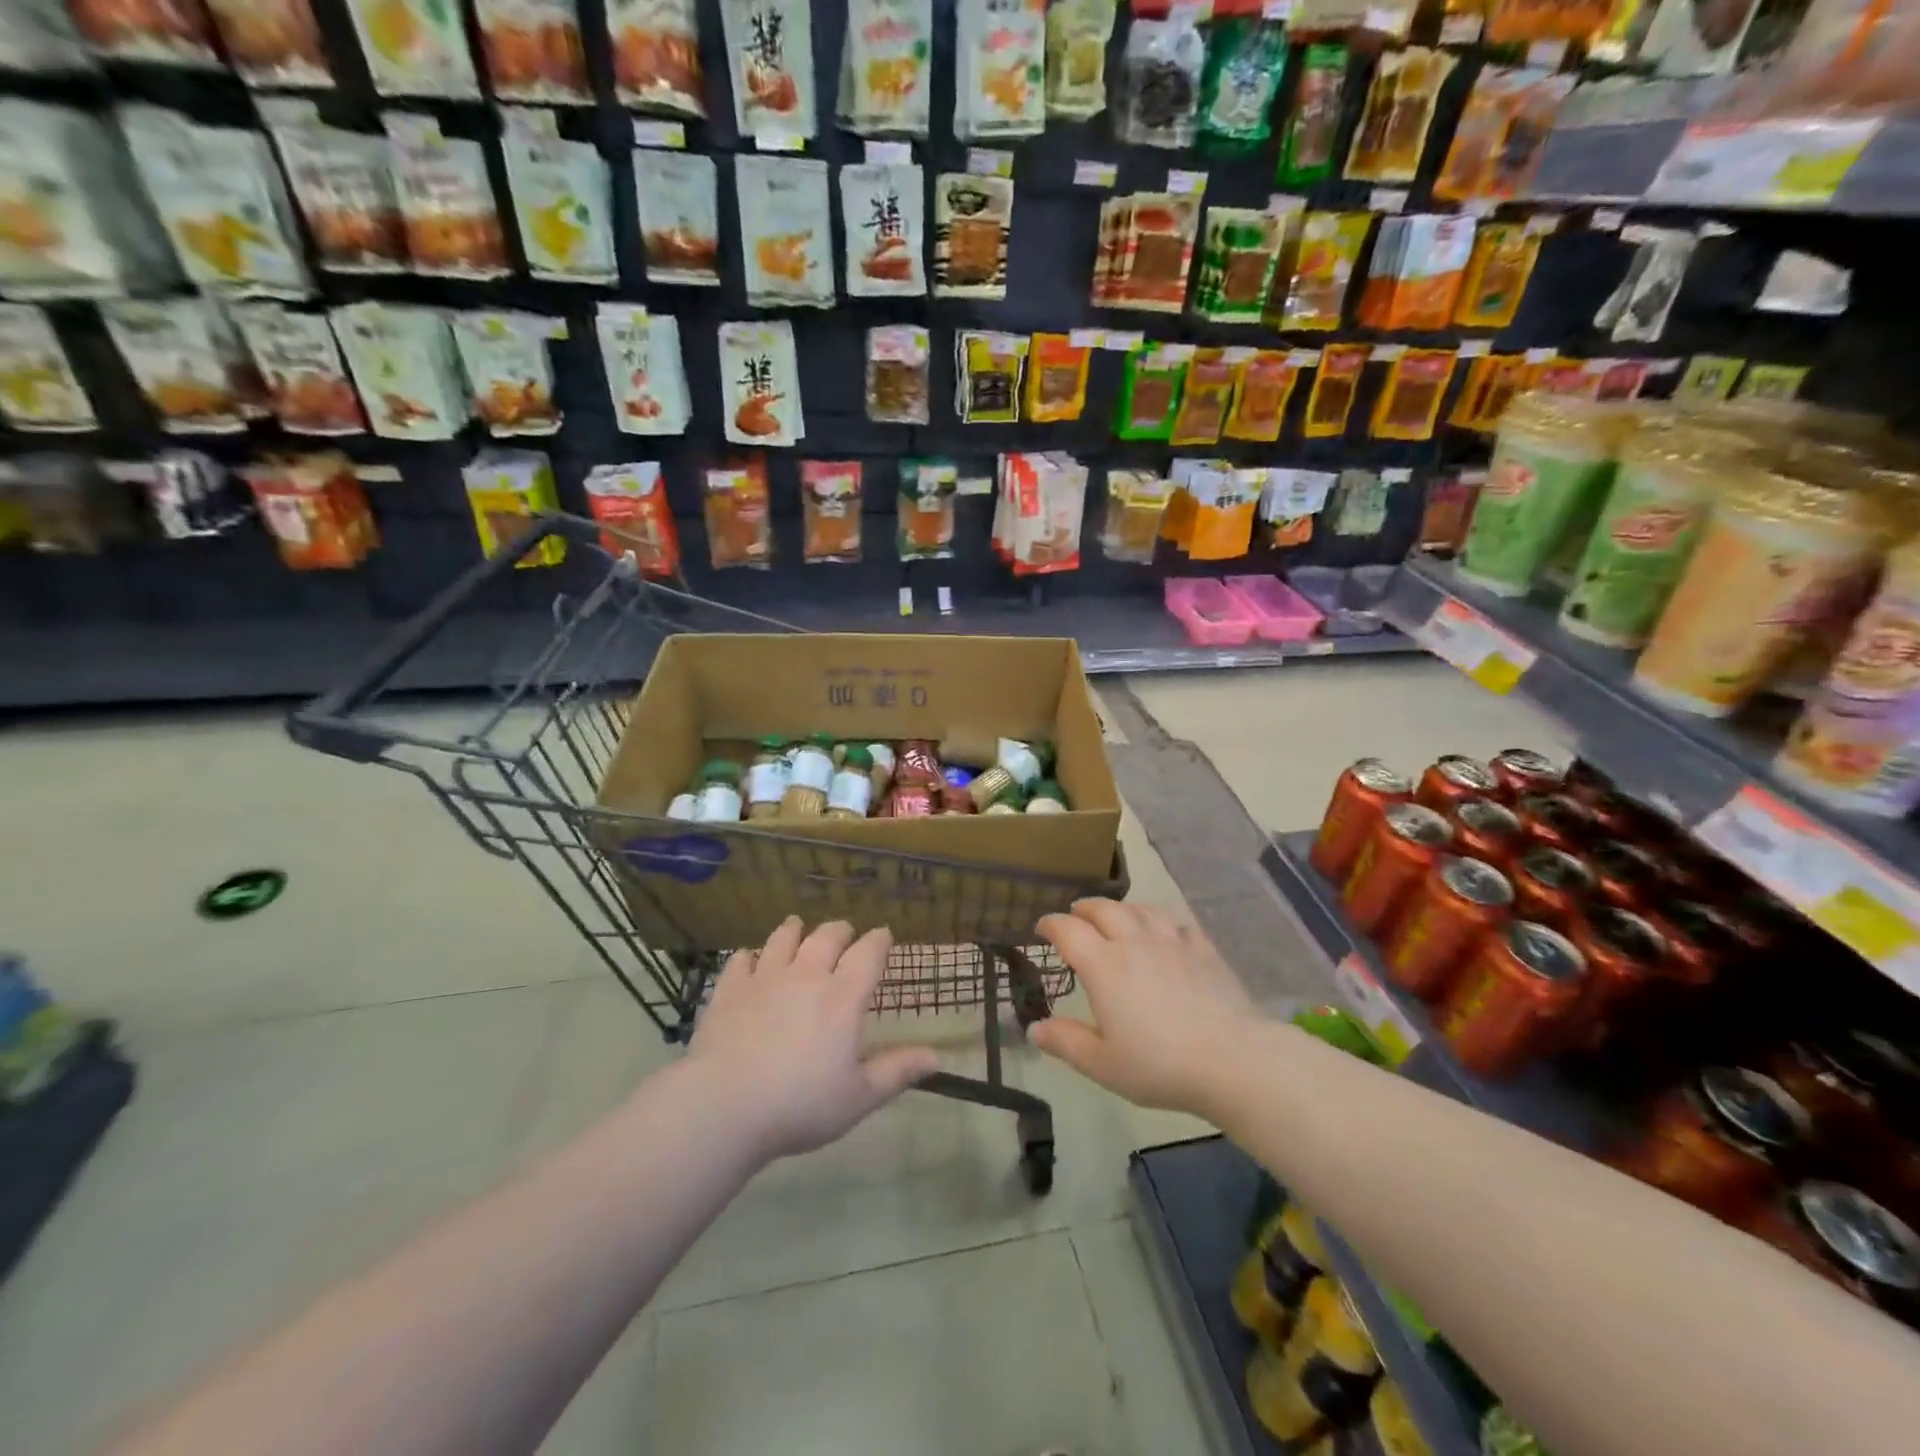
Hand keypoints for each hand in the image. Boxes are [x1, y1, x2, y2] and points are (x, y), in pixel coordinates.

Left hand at [687, 918, 939, 1160]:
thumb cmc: (799, 1104)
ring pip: (784, 937)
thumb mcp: (859, 1097)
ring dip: (795, 930)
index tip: (884, 935)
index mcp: (843, 996)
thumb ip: (898, 1071)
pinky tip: (749, 959)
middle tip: (845, 934)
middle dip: (841, 930)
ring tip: (798, 926)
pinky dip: (749, 955)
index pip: (868, 952)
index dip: (879, 940)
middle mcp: (807, 975)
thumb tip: (938, 1056)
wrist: (724, 1106)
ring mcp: (765, 978)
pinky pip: (741, 959)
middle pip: (828, 936)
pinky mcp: (730, 989)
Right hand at [1033, 899, 1259, 1115]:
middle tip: (1076, 916)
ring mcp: (1171, 941)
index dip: (1051, 924)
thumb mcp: (1103, 1065)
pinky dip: (1159, 921)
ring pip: (1140, 909)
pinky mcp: (1202, 948)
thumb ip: (1066, 1043)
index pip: (1068, 930)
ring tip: (1115, 916)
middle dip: (1084, 909)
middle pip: (1103, 909)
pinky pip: (1175, 922)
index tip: (1042, 928)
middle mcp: (1133, 942)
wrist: (1232, 1060)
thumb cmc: (1160, 1065)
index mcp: (1103, 965)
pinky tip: (1163, 932)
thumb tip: (1034, 1028)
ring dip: (1120, 908)